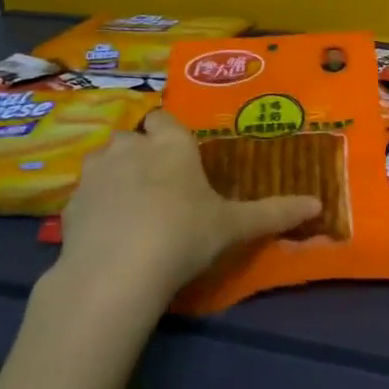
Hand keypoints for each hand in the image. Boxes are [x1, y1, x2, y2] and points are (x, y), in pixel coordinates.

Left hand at [46, 110, 321, 305]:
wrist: (118, 270)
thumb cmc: (184, 234)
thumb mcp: (235, 226)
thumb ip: (274, 213)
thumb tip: (319, 204)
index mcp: (171, 144)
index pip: (164, 118)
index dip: (168, 133)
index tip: (178, 155)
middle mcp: (131, 146)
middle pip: (132, 137)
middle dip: (140, 153)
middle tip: (158, 186)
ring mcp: (95, 172)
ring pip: (103, 161)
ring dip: (114, 175)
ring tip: (129, 208)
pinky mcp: (70, 203)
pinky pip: (84, 195)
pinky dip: (94, 207)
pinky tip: (107, 233)